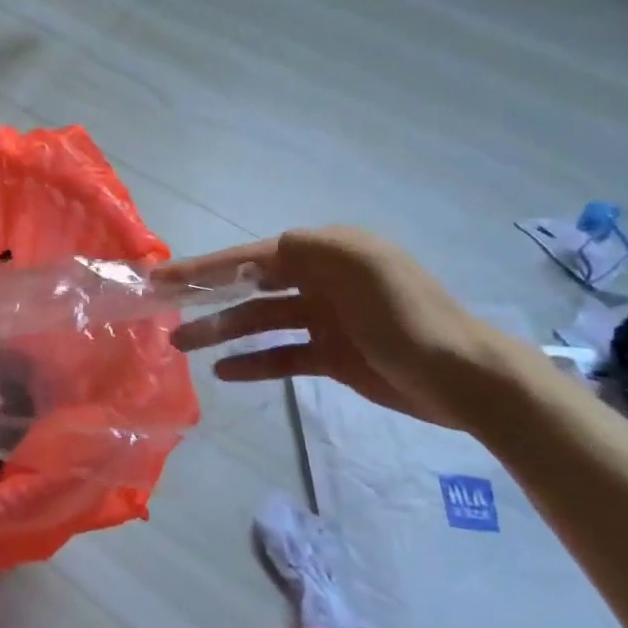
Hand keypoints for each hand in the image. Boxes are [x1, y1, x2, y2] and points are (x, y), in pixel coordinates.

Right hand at [157, 226, 500, 431]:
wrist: (464, 378)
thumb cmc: (406, 315)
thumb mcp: (361, 264)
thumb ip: (307, 249)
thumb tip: (258, 257)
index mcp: (325, 252)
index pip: (253, 256)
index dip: (207, 266)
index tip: (165, 276)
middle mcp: (320, 280)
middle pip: (250, 286)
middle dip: (206, 296)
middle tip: (162, 308)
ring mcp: (325, 320)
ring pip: (259, 322)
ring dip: (221, 331)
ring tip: (182, 344)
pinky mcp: (332, 356)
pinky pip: (282, 355)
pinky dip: (253, 362)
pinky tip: (225, 372)